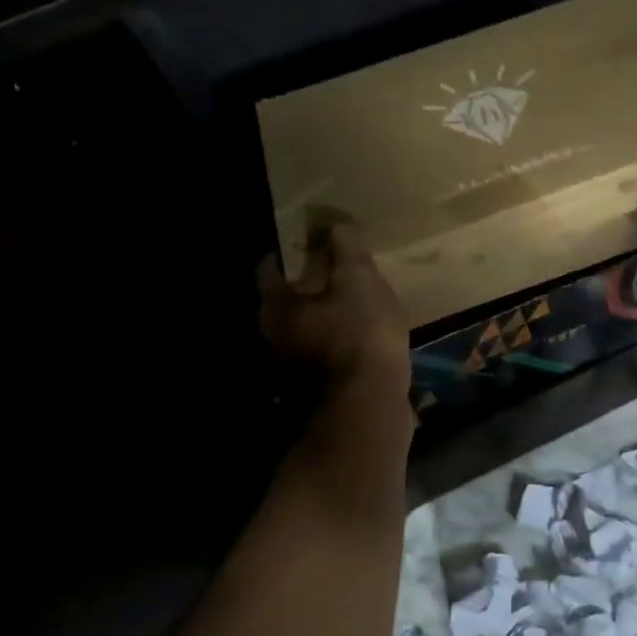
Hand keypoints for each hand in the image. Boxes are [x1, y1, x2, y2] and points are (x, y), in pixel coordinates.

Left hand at [258, 219, 411, 399]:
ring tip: (354, 308)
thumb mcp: (360, 283)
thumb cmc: (360, 337)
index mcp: (276, 307)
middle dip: (307, 288)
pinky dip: (337, 347)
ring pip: (303, 333)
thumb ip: (347, 250)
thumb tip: (337, 224)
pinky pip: (323, 358)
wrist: (368, 411)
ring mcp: (292, 370)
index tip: (311, 243)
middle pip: (284, 304)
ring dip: (323, 321)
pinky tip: (362, 343)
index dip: (288, 252)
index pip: (268, 268)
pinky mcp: (315, 393)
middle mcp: (274, 338)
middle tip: (336, 274)